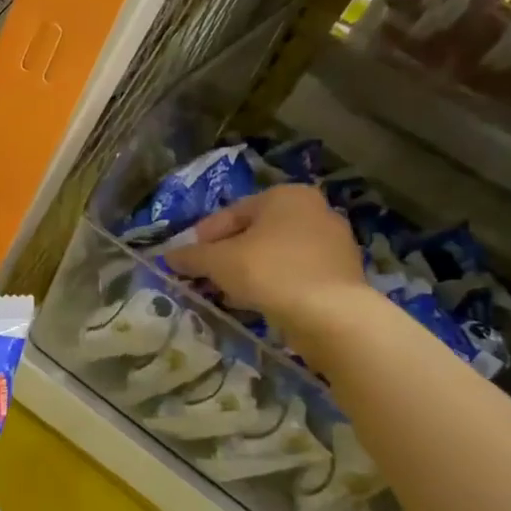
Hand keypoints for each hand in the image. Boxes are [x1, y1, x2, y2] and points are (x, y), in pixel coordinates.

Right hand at [164, 184, 368, 333]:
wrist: (330, 314)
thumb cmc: (269, 272)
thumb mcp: (217, 262)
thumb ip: (191, 256)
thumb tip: (168, 256)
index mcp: (286, 196)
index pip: (231, 213)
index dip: (203, 237)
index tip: (186, 260)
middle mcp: (315, 210)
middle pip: (255, 233)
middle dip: (227, 255)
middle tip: (205, 278)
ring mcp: (334, 242)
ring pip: (275, 254)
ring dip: (248, 271)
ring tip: (227, 294)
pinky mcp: (342, 274)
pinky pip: (295, 273)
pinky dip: (273, 284)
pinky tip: (256, 303)